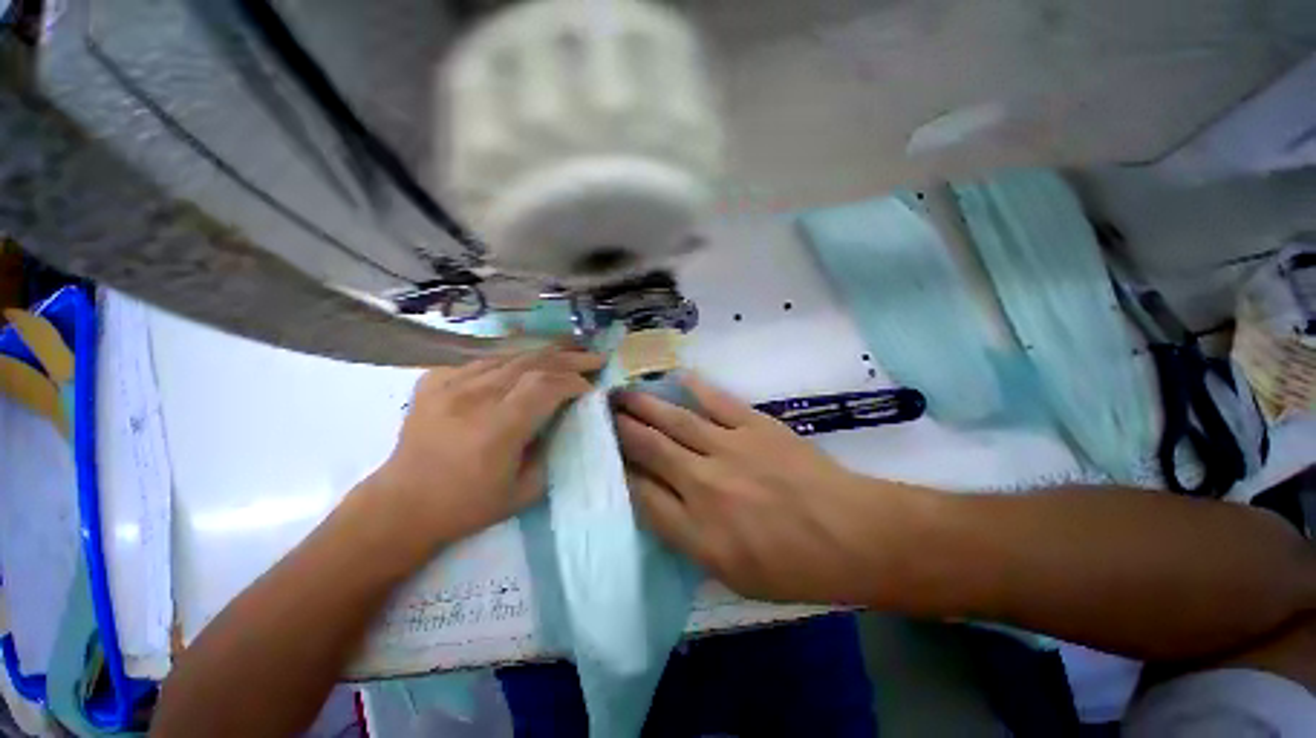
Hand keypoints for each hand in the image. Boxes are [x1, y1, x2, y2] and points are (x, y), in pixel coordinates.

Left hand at [362, 348, 603, 552]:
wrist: (401, 506)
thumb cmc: (467, 506)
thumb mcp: (525, 491)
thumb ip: (553, 451)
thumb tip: (570, 421)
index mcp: (497, 427)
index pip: (546, 385)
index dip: (574, 381)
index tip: (591, 387)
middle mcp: (474, 397)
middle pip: (532, 362)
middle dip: (570, 358)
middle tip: (594, 358)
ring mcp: (449, 384)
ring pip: (508, 355)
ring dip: (544, 352)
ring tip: (569, 350)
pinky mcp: (434, 381)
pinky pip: (481, 360)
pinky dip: (510, 359)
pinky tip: (524, 363)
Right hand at [613, 375, 929, 605]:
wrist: (851, 535)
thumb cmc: (794, 568)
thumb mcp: (732, 576)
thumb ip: (689, 541)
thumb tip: (660, 506)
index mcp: (697, 532)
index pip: (641, 495)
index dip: (619, 473)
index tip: (606, 456)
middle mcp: (704, 486)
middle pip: (649, 450)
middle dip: (622, 430)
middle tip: (602, 413)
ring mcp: (729, 450)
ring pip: (675, 422)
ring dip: (645, 406)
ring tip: (623, 393)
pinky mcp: (755, 426)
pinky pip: (716, 402)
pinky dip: (694, 388)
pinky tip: (676, 378)